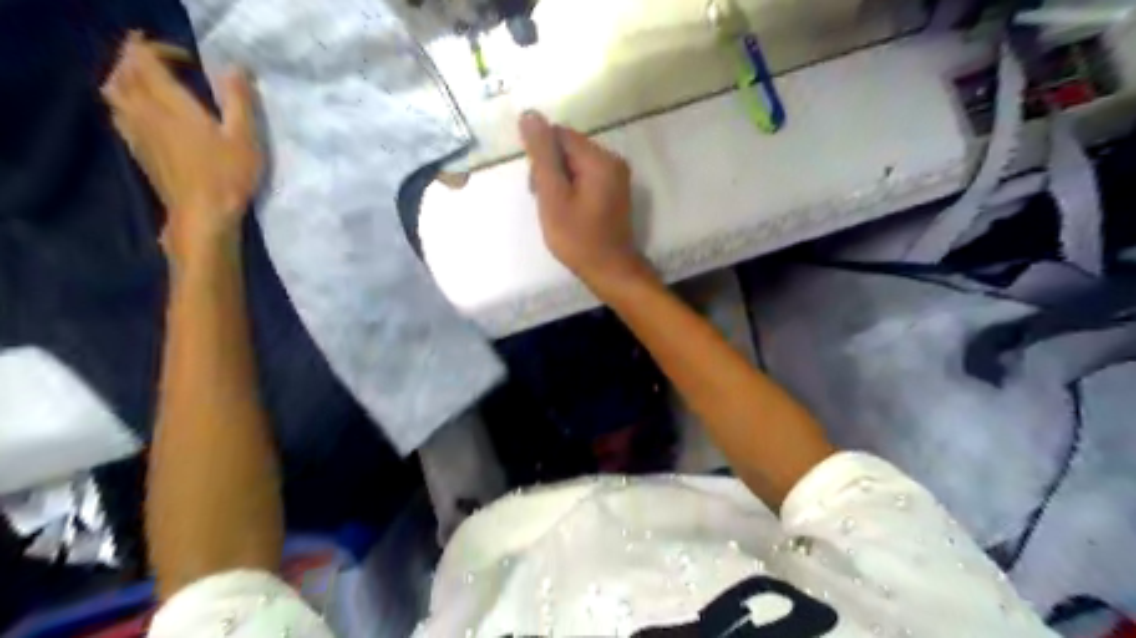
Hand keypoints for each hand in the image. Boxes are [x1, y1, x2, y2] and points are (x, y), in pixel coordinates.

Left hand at [99, 31, 259, 260]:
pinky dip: (127, 101)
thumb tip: (235, 68)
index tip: (191, 60)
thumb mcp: (245, 137)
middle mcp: (143, 110)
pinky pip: (119, 112)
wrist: (202, 214)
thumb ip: (239, 100)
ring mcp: (135, 131)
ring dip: (127, 78)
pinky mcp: (137, 149)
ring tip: (151, 83)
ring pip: (114, 90)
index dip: (161, 49)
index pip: (143, 57)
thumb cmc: (227, 175)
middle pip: (122, 70)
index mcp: (168, 101)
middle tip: (167, 63)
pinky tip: (146, 112)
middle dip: (139, 59)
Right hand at [520, 110, 651, 287]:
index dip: (541, 156)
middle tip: (544, 201)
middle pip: (568, 148)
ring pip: (575, 164)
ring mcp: (616, 176)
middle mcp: (612, 161)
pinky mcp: (614, 191)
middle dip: (550, 169)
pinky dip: (572, 190)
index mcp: (599, 159)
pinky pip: (586, 177)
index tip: (536, 186)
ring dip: (559, 181)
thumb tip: (529, 114)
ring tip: (555, 210)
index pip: (560, 135)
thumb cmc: (578, 238)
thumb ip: (541, 156)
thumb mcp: (553, 196)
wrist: (610, 270)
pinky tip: (567, 211)